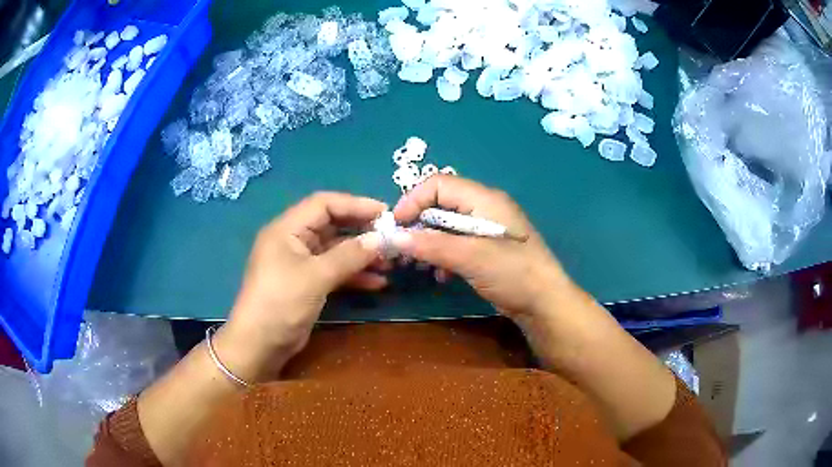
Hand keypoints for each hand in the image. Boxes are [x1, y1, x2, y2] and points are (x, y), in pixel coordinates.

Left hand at [219, 192, 386, 380]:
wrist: (260, 344)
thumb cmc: (281, 303)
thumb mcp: (316, 276)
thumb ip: (349, 255)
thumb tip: (381, 238)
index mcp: (287, 229)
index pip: (324, 204)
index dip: (355, 204)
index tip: (385, 213)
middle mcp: (293, 241)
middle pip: (332, 225)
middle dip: (361, 231)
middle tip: (391, 237)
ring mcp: (300, 263)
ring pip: (336, 250)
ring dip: (361, 255)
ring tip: (389, 262)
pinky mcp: (307, 283)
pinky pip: (334, 271)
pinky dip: (354, 274)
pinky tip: (377, 282)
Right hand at [393, 176, 572, 319]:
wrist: (545, 304)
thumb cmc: (514, 274)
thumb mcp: (472, 257)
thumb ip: (432, 245)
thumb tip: (394, 237)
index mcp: (484, 199)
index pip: (438, 185)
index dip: (413, 200)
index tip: (396, 227)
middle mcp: (484, 208)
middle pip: (440, 204)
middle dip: (417, 225)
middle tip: (401, 249)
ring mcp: (486, 229)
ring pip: (446, 226)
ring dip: (427, 243)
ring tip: (417, 265)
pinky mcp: (486, 249)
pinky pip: (456, 244)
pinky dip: (442, 255)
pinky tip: (439, 275)